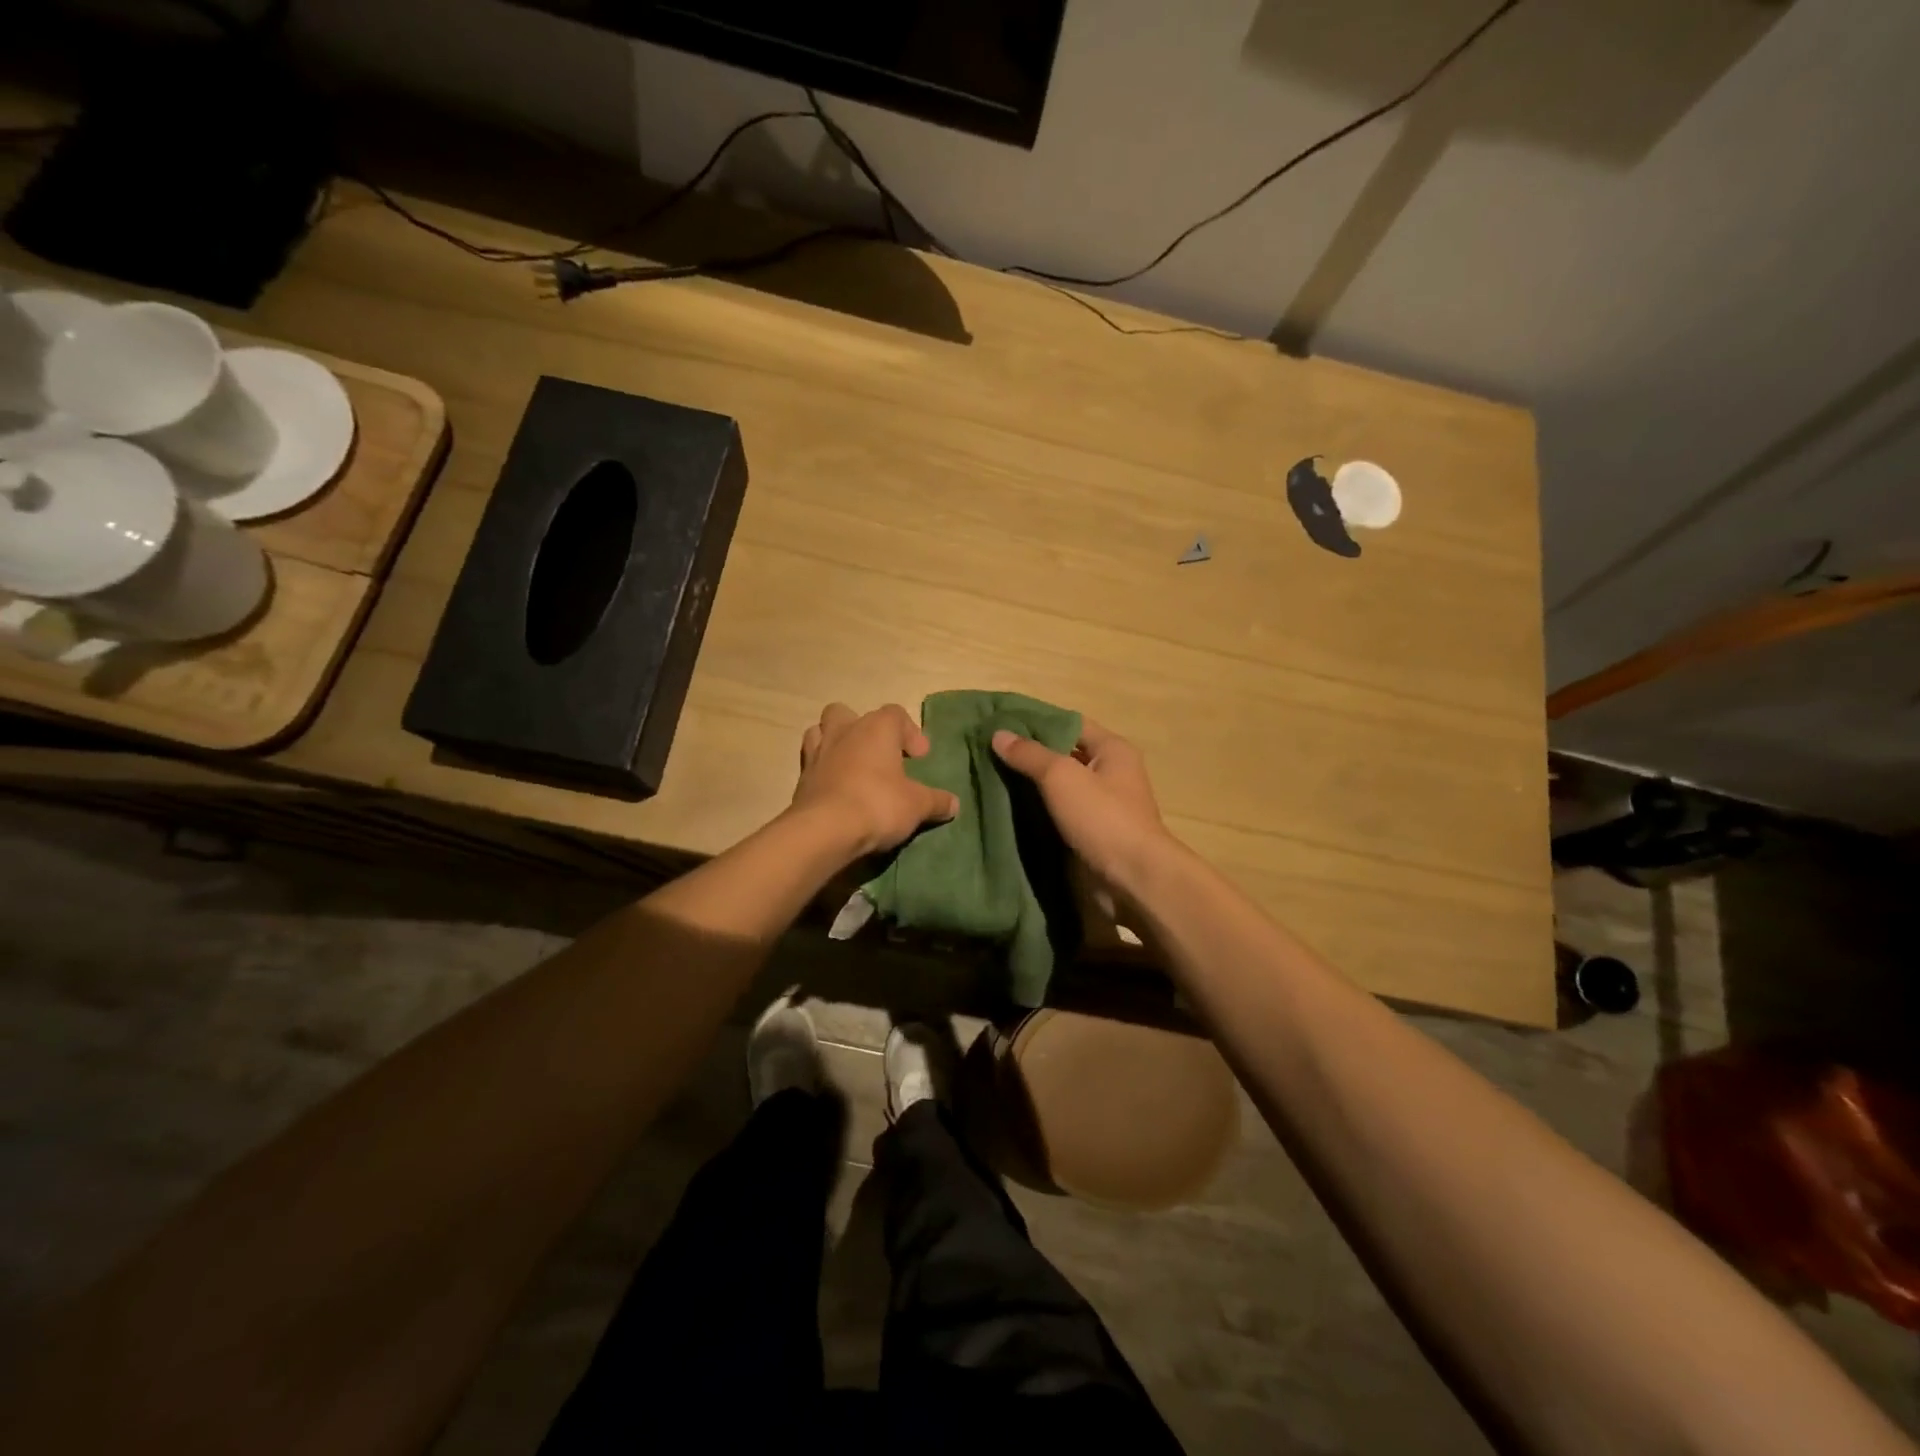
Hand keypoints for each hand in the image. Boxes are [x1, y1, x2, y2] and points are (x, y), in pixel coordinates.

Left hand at [790, 703, 959, 856]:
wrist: (825, 830)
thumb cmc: (878, 804)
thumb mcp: (917, 805)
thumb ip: (936, 801)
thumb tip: (954, 803)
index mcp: (876, 728)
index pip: (895, 714)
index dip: (910, 733)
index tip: (920, 757)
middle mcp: (844, 731)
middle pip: (848, 713)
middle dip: (862, 729)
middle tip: (879, 755)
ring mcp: (818, 753)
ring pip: (820, 732)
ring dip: (836, 744)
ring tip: (852, 767)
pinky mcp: (801, 778)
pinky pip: (812, 764)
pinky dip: (823, 772)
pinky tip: (837, 792)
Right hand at [991, 720, 1175, 894]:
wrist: (1130, 880)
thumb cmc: (1102, 817)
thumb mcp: (1062, 776)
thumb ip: (1029, 754)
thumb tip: (998, 734)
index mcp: (1112, 750)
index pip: (1070, 724)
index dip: (1037, 722)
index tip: (1000, 723)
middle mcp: (1109, 774)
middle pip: (1063, 756)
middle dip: (1028, 755)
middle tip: (986, 751)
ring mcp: (1099, 807)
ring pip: (1057, 788)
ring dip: (1028, 786)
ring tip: (986, 777)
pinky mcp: (1088, 835)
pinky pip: (1056, 815)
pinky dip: (1034, 813)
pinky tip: (1003, 809)